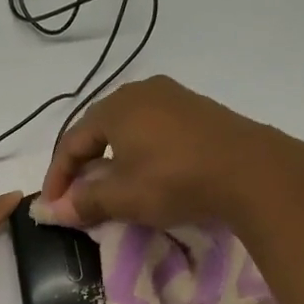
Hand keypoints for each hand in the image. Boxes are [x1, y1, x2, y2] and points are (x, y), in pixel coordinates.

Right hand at [37, 75, 278, 227]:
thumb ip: (83, 202)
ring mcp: (172, 97)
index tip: (52, 207)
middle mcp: (140, 92)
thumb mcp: (123, 197)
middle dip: (82, 165)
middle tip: (76, 196)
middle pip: (97, 130)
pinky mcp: (198, 110)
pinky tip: (144, 172)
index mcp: (114, 107)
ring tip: (109, 187)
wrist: (253, 172)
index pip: (71, 142)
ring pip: (126, 128)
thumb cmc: (175, 180)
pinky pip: (153, 128)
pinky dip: (138, 151)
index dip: (57, 177)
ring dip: (110, 158)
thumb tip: (50, 211)